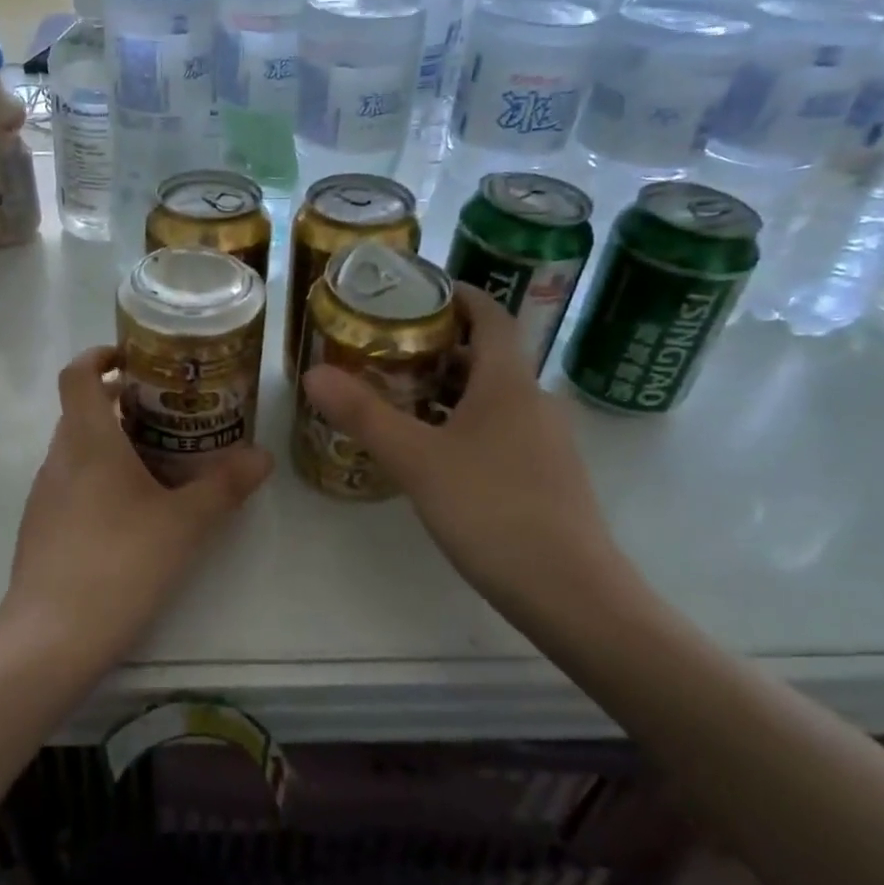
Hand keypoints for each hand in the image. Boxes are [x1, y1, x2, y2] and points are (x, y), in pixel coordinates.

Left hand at [0, 347, 272, 668]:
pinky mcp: (41, 530)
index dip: (99, 357)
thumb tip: (262, 456)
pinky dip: (100, 481)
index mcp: (86, 440)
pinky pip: (72, 486)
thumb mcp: (185, 523)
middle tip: (168, 415)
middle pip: (81, 411)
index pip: (77, 374)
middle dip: (120, 405)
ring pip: (77, 451)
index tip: (133, 359)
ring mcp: (44, 497)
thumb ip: (224, 486)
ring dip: (112, 445)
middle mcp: (58, 459)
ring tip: (159, 465)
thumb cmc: (120, 562)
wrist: (51, 638)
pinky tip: (132, 515)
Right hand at [301, 285, 618, 611]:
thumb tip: (312, 372)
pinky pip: (500, 431)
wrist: (570, 592)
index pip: (492, 316)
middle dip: (439, 348)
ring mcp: (545, 442)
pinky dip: (464, 426)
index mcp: (509, 382)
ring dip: (448, 391)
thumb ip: (364, 414)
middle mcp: (534, 402)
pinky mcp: (545, 478)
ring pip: (492, 398)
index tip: (419, 292)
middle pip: (487, 357)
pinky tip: (432, 454)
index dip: (459, 296)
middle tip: (387, 351)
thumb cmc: (492, 509)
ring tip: (398, 400)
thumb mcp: (416, 459)